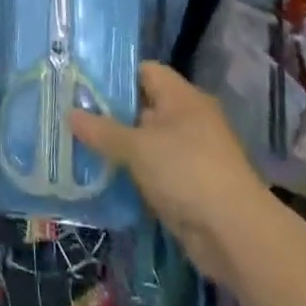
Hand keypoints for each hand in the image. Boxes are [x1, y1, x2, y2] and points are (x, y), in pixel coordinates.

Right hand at [69, 62, 282, 285]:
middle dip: (111, 114)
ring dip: (122, 149)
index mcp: (182, 97)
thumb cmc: (186, 172)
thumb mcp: (137, 148)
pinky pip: (156, 171)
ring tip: (81, 149)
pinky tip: (106, 180)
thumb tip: (69, 113)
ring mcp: (193, 154)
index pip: (145, 71)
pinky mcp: (192, 187)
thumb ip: (102, 130)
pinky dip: (135, 175)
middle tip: (73, 118)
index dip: (115, 76)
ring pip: (148, 142)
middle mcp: (189, 119)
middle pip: (144, 107)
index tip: (82, 86)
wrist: (236, 234)